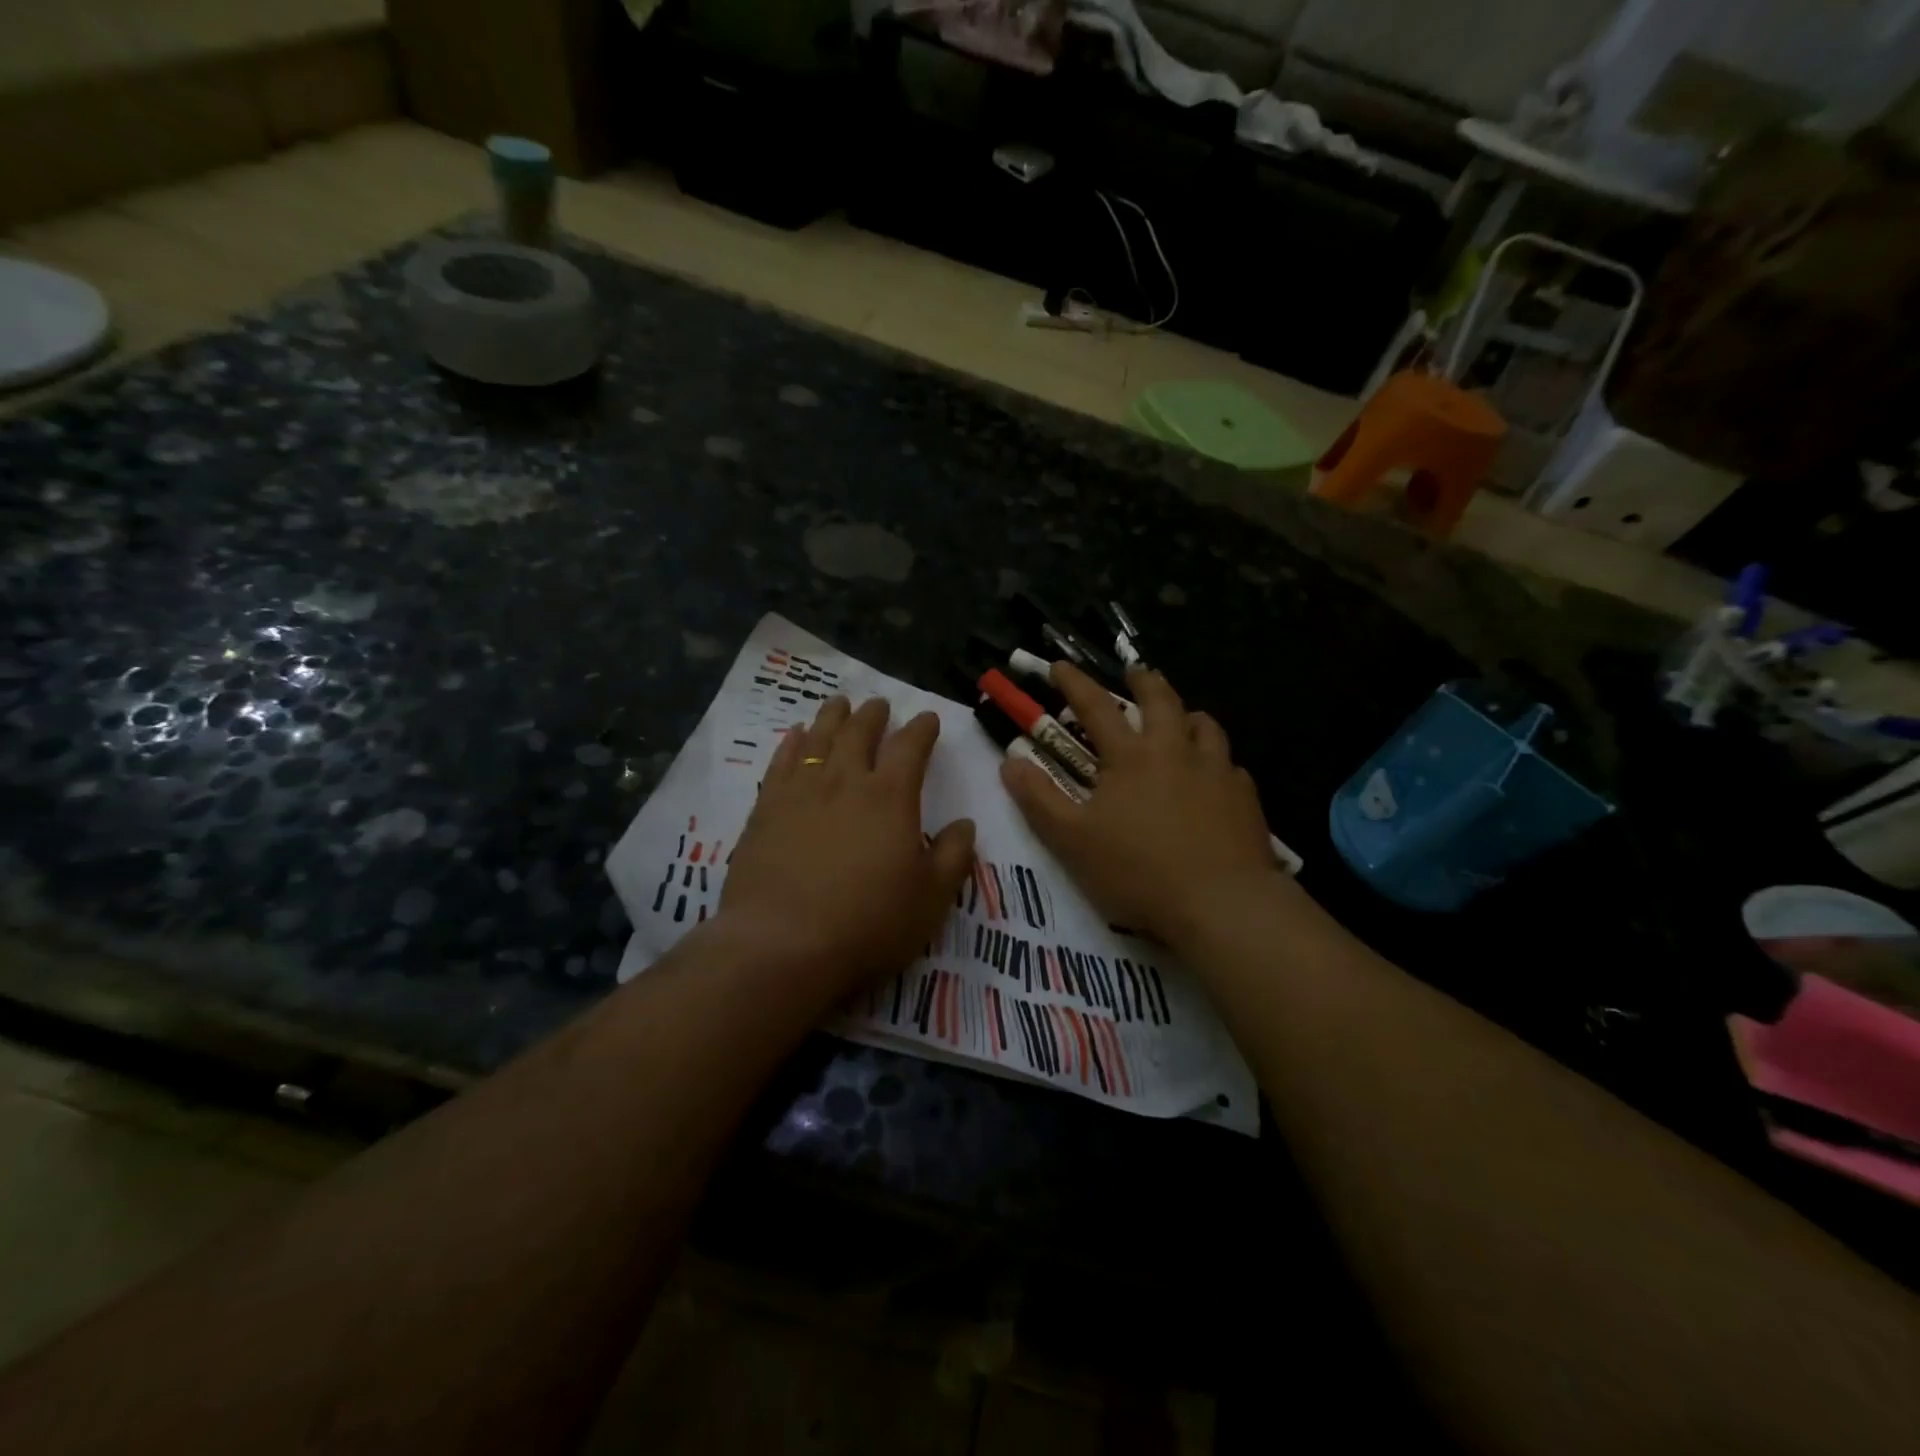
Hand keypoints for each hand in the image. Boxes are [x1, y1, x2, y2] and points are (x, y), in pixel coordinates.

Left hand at [720, 695, 975, 1007]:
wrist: (781, 944)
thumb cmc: (867, 923)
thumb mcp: (930, 899)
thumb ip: (953, 857)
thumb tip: (965, 824)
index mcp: (890, 797)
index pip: (910, 748)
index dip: (921, 729)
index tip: (927, 718)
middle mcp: (845, 782)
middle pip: (859, 733)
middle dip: (873, 715)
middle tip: (879, 704)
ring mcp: (800, 792)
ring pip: (818, 739)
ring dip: (832, 718)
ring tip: (839, 704)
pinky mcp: (765, 810)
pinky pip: (780, 763)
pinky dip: (791, 743)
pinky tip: (795, 736)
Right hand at [1000, 663, 1283, 950]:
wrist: (1222, 904)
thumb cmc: (1138, 871)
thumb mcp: (1072, 840)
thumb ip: (1039, 799)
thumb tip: (1010, 761)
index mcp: (1131, 757)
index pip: (1095, 707)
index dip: (1074, 683)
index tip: (1060, 665)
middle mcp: (1175, 751)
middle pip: (1161, 700)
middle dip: (1143, 680)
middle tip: (1135, 672)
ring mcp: (1216, 771)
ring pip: (1204, 725)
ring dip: (1186, 714)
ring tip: (1180, 718)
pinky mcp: (1244, 797)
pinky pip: (1230, 764)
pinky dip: (1216, 759)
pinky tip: (1214, 777)